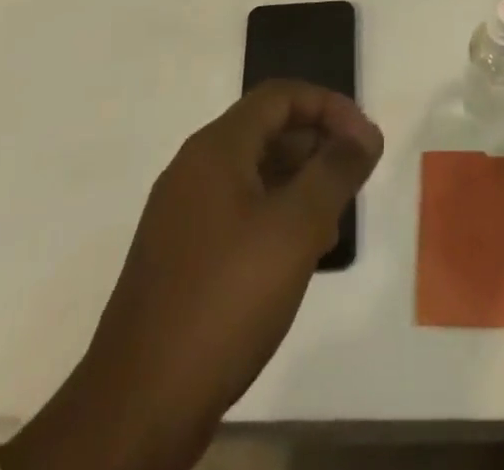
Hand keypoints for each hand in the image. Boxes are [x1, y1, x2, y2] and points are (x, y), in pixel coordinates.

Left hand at [0, 82, 382, 469]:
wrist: (138, 407)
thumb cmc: (225, 299)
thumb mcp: (296, 228)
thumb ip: (336, 171)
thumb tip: (365, 133)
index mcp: (216, 148)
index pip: (280, 96)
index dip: (329, 106)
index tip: (365, 141)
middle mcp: (194, 169)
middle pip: (266, 131)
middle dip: (317, 146)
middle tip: (355, 181)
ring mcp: (182, 215)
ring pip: (254, 175)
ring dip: (299, 185)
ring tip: (334, 223)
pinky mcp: (180, 257)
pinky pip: (237, 213)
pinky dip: (274, 218)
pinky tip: (297, 257)